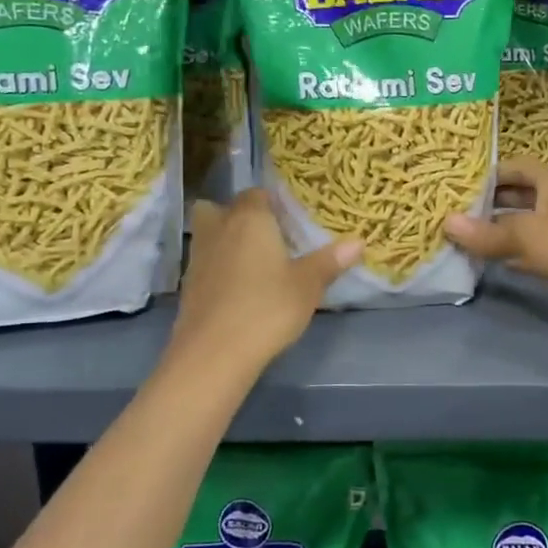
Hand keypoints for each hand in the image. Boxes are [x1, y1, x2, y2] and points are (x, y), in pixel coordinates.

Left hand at [169, 191, 361, 374]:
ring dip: (225, 241)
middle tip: (266, 235)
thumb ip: (330, 261)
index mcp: (250, 219)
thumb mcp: (308, 285)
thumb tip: (358, 241)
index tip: (290, 219)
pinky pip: (206, 263)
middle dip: (239, 216)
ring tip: (254, 262)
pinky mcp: (188, 286)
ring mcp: (198, 258)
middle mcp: (219, 229)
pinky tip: (239, 288)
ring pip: (209, 234)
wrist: (214, 353)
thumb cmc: (267, 308)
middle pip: (221, 208)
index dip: (272, 203)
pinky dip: (218, 268)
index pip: (257, 194)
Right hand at [444, 159, 547, 330]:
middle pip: (518, 195)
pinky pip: (535, 248)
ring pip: (525, 223)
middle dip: (488, 205)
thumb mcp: (525, 235)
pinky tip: (490, 262)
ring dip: (499, 231)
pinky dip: (514, 253)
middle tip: (453, 214)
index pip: (512, 167)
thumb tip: (445, 224)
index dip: (484, 176)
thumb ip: (485, 232)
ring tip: (463, 238)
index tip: (454, 187)